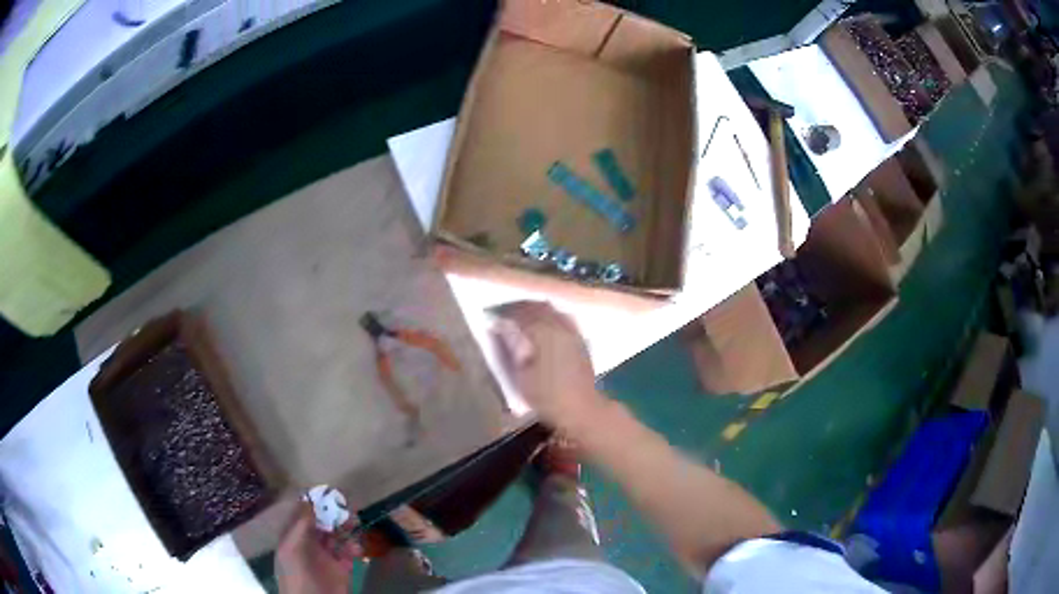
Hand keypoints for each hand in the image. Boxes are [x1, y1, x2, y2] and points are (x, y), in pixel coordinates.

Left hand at [275, 504, 361, 593]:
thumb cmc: (298, 577)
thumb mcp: (293, 549)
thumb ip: (300, 526)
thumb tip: (309, 499)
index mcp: (293, 538)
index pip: (303, 514)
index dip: (314, 503)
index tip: (328, 492)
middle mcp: (309, 545)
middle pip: (322, 523)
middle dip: (334, 514)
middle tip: (347, 508)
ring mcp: (327, 558)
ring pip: (337, 536)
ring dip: (346, 528)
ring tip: (354, 524)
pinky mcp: (343, 570)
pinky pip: (350, 553)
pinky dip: (355, 547)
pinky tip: (356, 548)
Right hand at [491, 301, 609, 430]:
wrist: (581, 408)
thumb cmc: (547, 396)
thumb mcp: (521, 375)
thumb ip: (512, 347)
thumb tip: (502, 328)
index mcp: (544, 333)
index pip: (521, 313)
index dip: (505, 312)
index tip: (492, 316)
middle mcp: (560, 326)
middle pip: (538, 307)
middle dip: (520, 306)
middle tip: (505, 312)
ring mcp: (573, 331)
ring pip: (553, 309)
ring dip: (536, 308)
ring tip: (522, 315)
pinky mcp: (580, 339)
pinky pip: (563, 317)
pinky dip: (550, 315)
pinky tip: (544, 323)